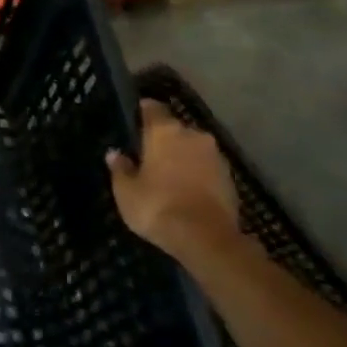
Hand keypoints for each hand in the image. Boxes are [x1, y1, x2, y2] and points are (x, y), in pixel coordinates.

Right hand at [107, 100, 241, 259]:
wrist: (206, 238)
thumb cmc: (157, 206)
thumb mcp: (126, 190)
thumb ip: (120, 168)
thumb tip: (115, 154)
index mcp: (164, 131)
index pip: (152, 108)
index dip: (142, 110)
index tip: (134, 117)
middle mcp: (193, 135)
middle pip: (175, 129)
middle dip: (163, 139)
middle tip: (148, 154)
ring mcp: (216, 156)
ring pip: (193, 149)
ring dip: (182, 157)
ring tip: (167, 174)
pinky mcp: (231, 178)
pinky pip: (206, 168)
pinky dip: (196, 173)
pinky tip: (186, 189)